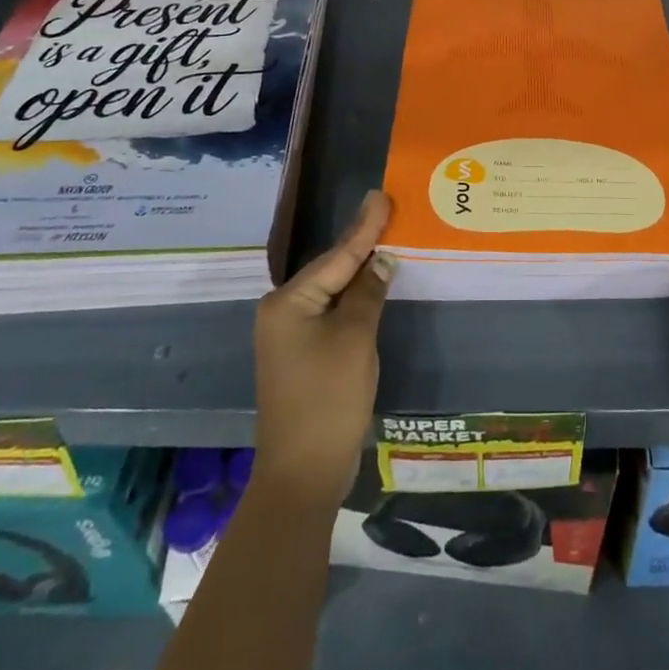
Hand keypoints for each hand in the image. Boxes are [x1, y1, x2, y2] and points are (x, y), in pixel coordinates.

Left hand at [252, 190, 395, 510]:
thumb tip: (382, 259)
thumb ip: (368, 293)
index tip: (381, 195)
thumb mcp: (355, 339)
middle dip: (361, 243)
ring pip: (332, 291)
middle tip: (387, 209)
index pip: (337, 256)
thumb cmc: (328, 399)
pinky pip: (331, 312)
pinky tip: (371, 283)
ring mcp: (289, 334)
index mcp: (288, 302)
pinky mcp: (301, 353)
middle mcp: (282, 311)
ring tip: (384, 236)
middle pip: (331, 269)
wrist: (303, 474)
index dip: (364, 226)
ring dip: (359, 270)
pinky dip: (354, 297)